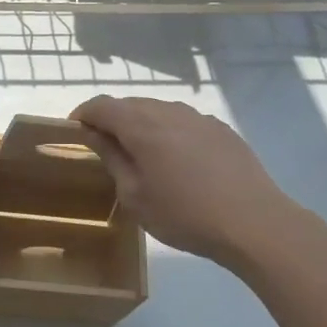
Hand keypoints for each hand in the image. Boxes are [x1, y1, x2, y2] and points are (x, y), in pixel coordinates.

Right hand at [71, 96, 303, 266]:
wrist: (253, 223)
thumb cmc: (184, 215)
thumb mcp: (135, 195)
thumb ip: (112, 158)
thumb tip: (93, 134)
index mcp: (143, 126)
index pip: (103, 106)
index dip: (83, 114)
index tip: (73, 130)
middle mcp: (170, 112)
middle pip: (131, 104)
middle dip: (111, 118)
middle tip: (103, 145)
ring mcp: (199, 118)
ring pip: (159, 110)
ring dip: (141, 124)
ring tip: (139, 153)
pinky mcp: (221, 130)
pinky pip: (184, 121)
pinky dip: (168, 131)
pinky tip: (175, 160)